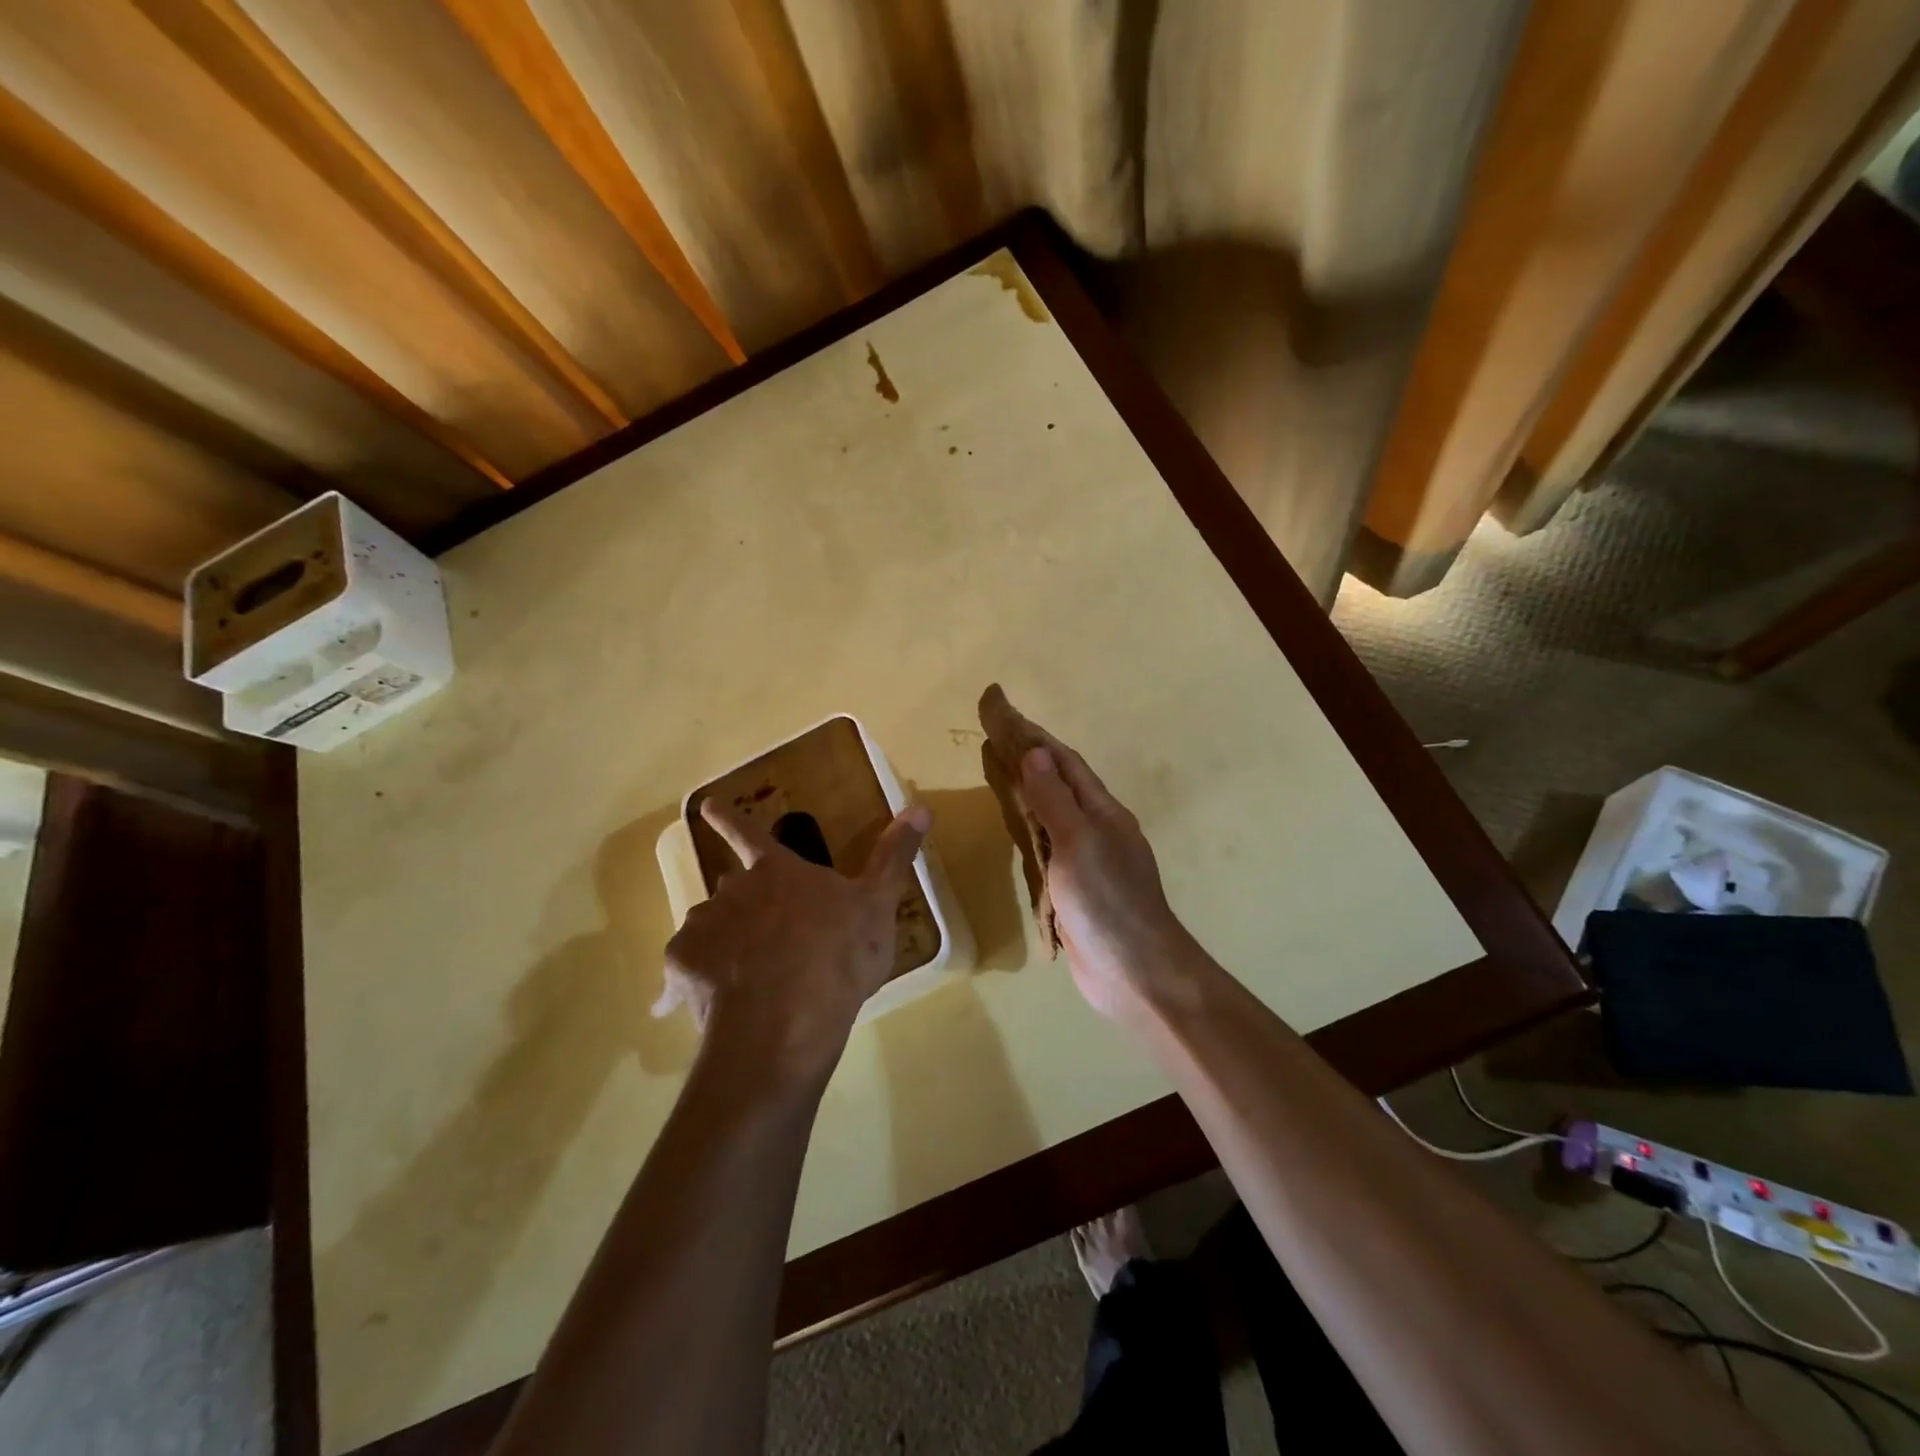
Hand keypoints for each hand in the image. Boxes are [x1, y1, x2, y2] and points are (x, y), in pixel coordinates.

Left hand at [656, 798, 930, 1085]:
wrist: (785, 1021)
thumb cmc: (837, 954)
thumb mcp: (877, 904)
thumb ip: (893, 856)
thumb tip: (920, 807)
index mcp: (777, 871)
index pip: (748, 833)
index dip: (729, 818)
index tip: (706, 805)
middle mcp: (733, 890)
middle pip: (732, 886)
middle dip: (744, 901)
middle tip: (767, 933)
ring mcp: (704, 927)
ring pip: (709, 925)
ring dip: (723, 940)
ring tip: (746, 973)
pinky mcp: (683, 968)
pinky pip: (686, 969)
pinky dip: (694, 981)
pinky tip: (711, 1004)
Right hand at [1017, 733, 1202, 1023]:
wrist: (1136, 973)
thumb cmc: (1108, 902)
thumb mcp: (1079, 844)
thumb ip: (1055, 800)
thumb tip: (1036, 752)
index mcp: (1103, 812)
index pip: (1064, 762)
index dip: (1034, 735)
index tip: (1003, 710)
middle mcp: (1098, 830)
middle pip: (1058, 784)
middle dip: (1028, 759)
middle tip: (992, 737)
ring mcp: (1088, 862)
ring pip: (1052, 816)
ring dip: (1028, 792)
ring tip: (998, 774)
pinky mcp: (1076, 891)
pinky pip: (1048, 850)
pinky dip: (1029, 832)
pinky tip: (1017, 831)